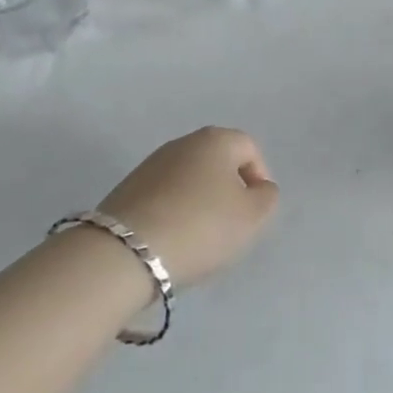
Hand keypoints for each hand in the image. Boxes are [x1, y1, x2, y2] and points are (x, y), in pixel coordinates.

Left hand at [99, 127, 278, 285]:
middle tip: (230, 226)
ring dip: (199, 203)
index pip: (249, 149)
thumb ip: (267, 197)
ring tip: (198, 239)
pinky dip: (173, 213)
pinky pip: (164, 197)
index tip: (254, 212)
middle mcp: (183, 142)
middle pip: (217, 163)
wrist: (125, 253)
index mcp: (217, 139)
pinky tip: (171, 241)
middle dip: (227, 191)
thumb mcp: (252, 216)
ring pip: (189, 180)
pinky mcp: (126, 190)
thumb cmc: (201, 226)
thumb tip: (259, 188)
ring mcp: (151, 164)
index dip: (259, 179)